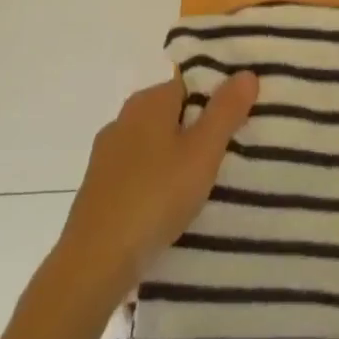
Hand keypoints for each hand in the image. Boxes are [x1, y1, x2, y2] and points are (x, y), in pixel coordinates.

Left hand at [55, 71, 258, 304]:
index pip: (191, 85)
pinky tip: (168, 208)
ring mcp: (106, 155)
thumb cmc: (155, 197)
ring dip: (175, 159)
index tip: (236, 124)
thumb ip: (226, 110)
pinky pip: (137, 173)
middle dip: (197, 131)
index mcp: (149, 101)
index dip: (216, 101)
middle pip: (172, 114)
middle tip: (225, 156)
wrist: (92, 265)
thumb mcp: (203, 152)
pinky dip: (155, 182)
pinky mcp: (97, 190)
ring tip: (201, 186)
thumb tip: (246, 73)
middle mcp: (124, 118)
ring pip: (154, 145)